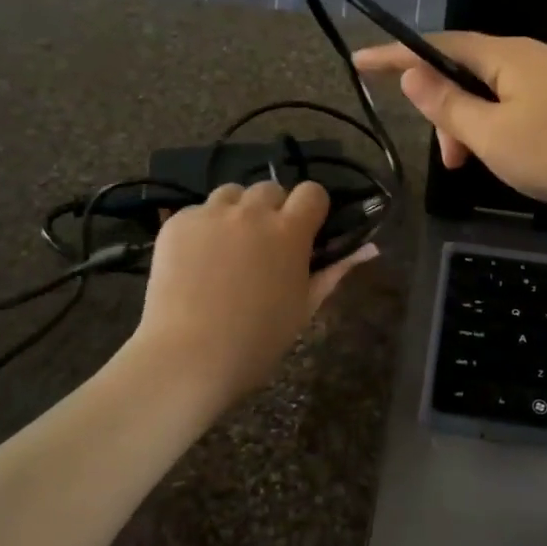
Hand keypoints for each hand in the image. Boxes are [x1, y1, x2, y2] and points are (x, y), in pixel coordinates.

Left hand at [129, 181, 376, 405]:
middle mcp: (252, 213)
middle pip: (270, 188)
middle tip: (263, 244)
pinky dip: (202, 229)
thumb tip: (369, 249)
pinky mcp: (177, 223)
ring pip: (231, 194)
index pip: (312, 192)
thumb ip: (334, 271)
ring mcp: (211, 214)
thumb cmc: (257, 341)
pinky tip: (196, 261)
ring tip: (227, 247)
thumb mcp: (304, 307)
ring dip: (236, 212)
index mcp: (290, 232)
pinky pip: (197, 212)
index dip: (311, 208)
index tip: (305, 229)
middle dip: (271, 209)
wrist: (188, 357)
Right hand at [353, 33, 546, 220]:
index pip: (439, 46)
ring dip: (474, 126)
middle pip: (469, 71)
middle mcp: (533, 55)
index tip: (359, 61)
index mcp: (507, 55)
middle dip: (447, 112)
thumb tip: (411, 73)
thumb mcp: (491, 135)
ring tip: (476, 167)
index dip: (396, 55)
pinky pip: (522, 103)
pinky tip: (510, 157)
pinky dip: (501, 128)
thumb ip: (447, 105)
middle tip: (449, 161)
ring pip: (496, 93)